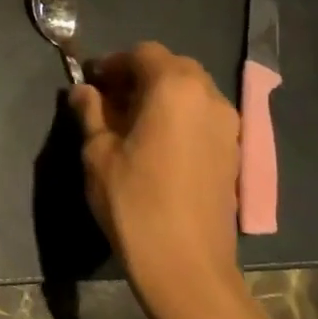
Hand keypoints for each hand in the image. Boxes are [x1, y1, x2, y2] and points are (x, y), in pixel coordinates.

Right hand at [69, 43, 252, 318]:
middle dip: (139, 75)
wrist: (186, 264)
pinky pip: (203, 117)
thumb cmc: (133, 201)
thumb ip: (90, 113)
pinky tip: (155, 143)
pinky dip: (179, 116)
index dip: (114, 63)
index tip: (91, 82)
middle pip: (173, 67)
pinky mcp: (234, 153)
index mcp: (173, 89)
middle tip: (108, 99)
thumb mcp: (97, 153)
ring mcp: (228, 126)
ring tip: (129, 122)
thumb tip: (83, 91)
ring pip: (192, 91)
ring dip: (160, 95)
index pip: (143, 54)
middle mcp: (209, 98)